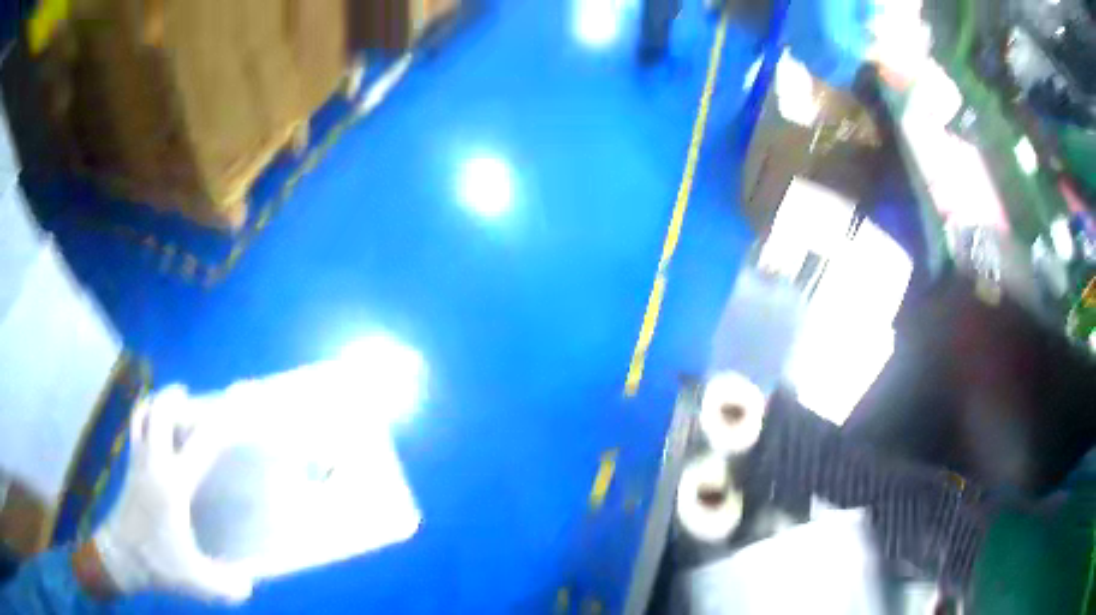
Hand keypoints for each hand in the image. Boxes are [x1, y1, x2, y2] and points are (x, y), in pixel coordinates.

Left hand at [92, 385, 253, 602]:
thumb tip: (248, 582)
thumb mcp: (198, 582)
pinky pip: (137, 426)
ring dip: (161, 403)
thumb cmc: (158, 564)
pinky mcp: (130, 464)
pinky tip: (158, 428)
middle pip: (162, 411)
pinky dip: (147, 415)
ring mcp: (138, 460)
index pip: (201, 443)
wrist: (120, 557)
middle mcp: (154, 463)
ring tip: (179, 406)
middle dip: (181, 399)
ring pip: (145, 413)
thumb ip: (227, 586)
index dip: (223, 423)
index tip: (240, 412)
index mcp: (174, 485)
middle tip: (202, 405)